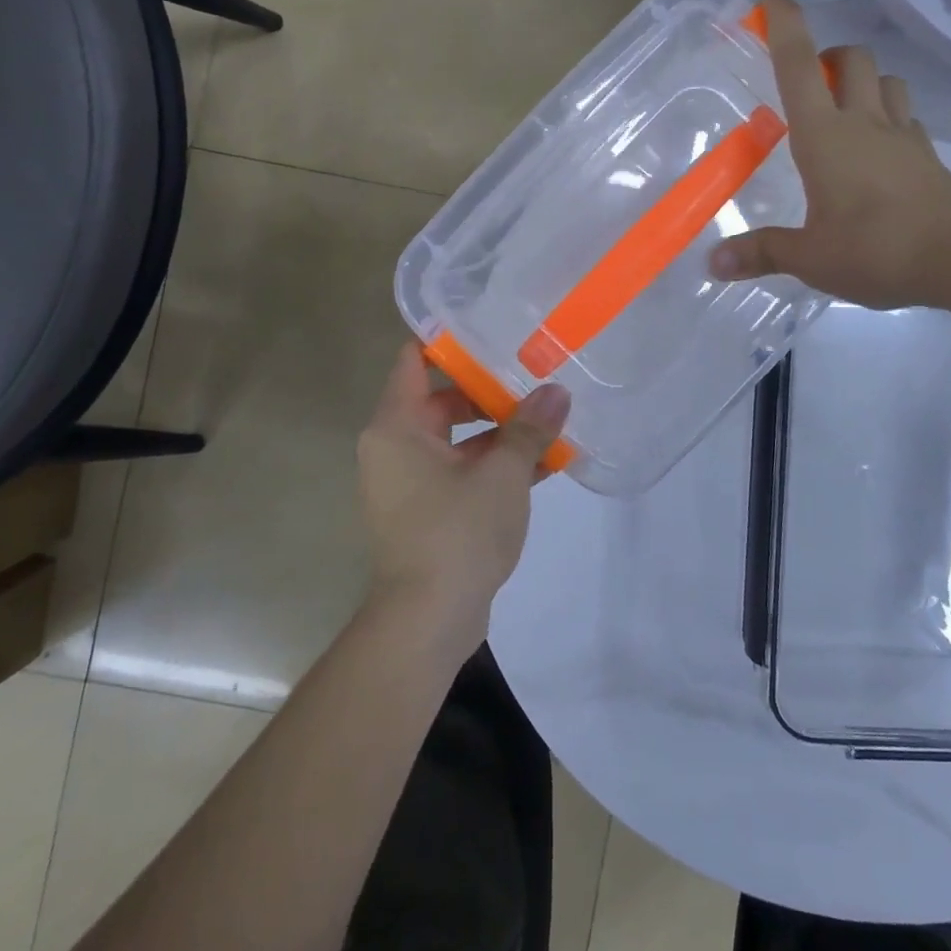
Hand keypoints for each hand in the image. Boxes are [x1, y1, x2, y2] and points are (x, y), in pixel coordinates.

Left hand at [356, 343, 570, 657]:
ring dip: (499, 434)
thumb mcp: (503, 474)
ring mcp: (407, 484)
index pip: (413, 360)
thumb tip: (557, 391)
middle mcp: (393, 449)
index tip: (491, 328)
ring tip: (549, 422)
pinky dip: (491, 467)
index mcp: (397, 427)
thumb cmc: (457, 533)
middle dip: (489, 392)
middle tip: (534, 376)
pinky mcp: (424, 513)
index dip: (449, 341)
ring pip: (455, 441)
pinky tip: (542, 466)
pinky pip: (458, 473)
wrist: (427, 622)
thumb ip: (530, 429)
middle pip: (441, 400)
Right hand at [709, 0, 950, 309]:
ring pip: (886, 80)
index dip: (784, 24)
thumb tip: (714, 263)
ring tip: (845, 110)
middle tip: (809, 82)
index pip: (799, 65)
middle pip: (852, 58)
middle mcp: (864, 122)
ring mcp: (902, 136)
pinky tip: (879, 148)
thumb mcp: (809, 258)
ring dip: (864, 81)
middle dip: (829, 55)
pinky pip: (908, 118)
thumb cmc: (875, 248)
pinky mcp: (928, 156)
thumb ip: (761, 253)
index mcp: (824, 135)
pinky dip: (890, 117)